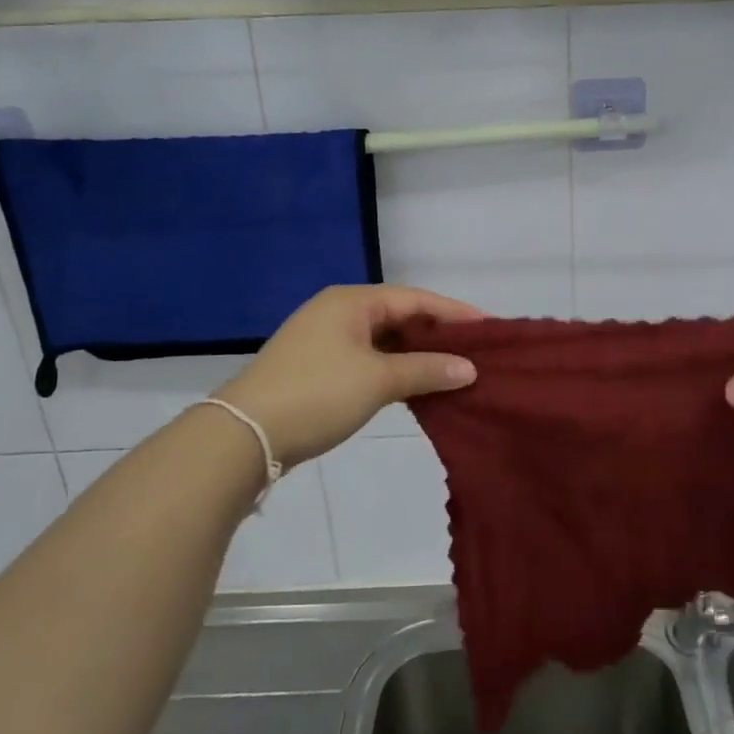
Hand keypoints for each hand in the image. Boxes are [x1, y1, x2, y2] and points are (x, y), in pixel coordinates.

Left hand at [213, 285, 482, 467]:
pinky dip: (393, 370)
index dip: (454, 313)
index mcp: (352, 301)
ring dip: (415, 355)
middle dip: (436, 335)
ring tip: (452, 370)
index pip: (415, 299)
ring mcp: (324, 340)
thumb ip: (426, 370)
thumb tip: (468, 368)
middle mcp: (338, 312)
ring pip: (383, 341)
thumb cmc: (317, 394)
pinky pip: (367, 359)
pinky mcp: (316, 367)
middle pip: (399, 316)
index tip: (489, 327)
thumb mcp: (378, 380)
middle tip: (474, 351)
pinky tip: (415, 387)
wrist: (244, 434)